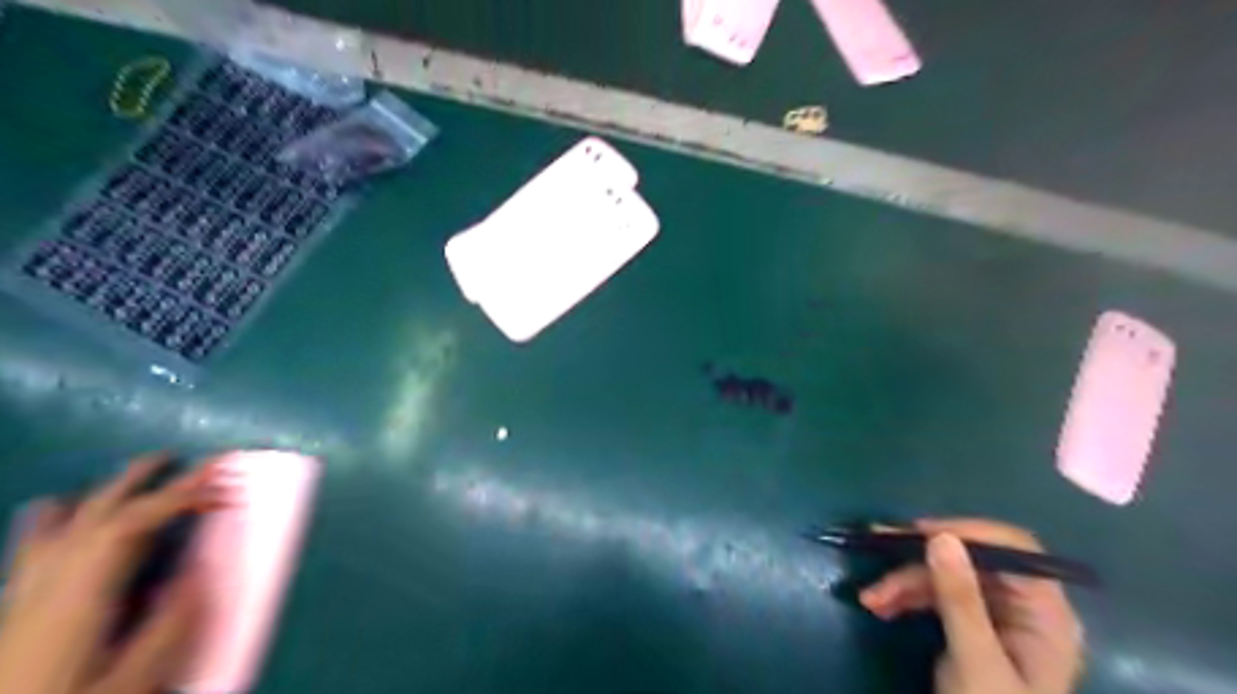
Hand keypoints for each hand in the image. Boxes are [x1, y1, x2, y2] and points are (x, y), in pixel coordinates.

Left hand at [0, 455, 221, 693]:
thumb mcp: (132, 681)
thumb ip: (170, 622)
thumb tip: (202, 567)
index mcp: (79, 597)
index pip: (131, 524)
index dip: (180, 495)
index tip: (224, 485)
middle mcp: (48, 584)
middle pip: (98, 515)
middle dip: (150, 480)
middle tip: (193, 460)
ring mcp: (23, 596)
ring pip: (61, 525)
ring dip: (106, 491)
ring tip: (136, 473)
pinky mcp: (14, 610)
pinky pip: (30, 549)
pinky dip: (50, 520)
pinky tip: (55, 510)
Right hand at [864, 521, 1083, 692]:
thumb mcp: (976, 660)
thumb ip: (960, 599)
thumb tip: (941, 537)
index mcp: (1046, 613)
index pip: (1013, 549)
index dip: (967, 532)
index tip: (920, 533)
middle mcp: (1023, 607)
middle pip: (970, 561)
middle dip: (919, 561)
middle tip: (876, 549)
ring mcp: (996, 617)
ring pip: (945, 578)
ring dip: (904, 583)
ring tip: (870, 598)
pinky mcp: (971, 628)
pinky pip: (936, 598)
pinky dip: (907, 598)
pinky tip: (880, 606)